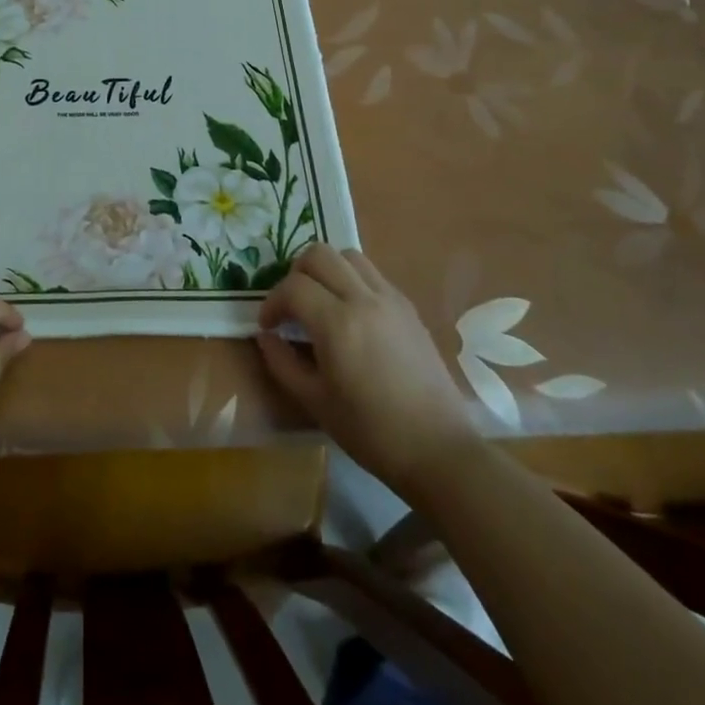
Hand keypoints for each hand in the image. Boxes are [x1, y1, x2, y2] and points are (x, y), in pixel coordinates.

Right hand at [256, 245, 478, 493]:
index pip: (292, 287)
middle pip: (319, 254)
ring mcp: (391, 300)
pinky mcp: (409, 308)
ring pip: (348, 256)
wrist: (439, 451)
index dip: (272, 302)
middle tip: (291, 306)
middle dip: (295, 274)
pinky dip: (351, 280)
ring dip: (326, 270)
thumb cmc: (371, 432)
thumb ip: (282, 363)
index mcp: (337, 324)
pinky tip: (350, 315)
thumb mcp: (315, 402)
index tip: (268, 326)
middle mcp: (364, 299)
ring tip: (320, 302)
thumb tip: (265, 336)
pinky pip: (372, 274)